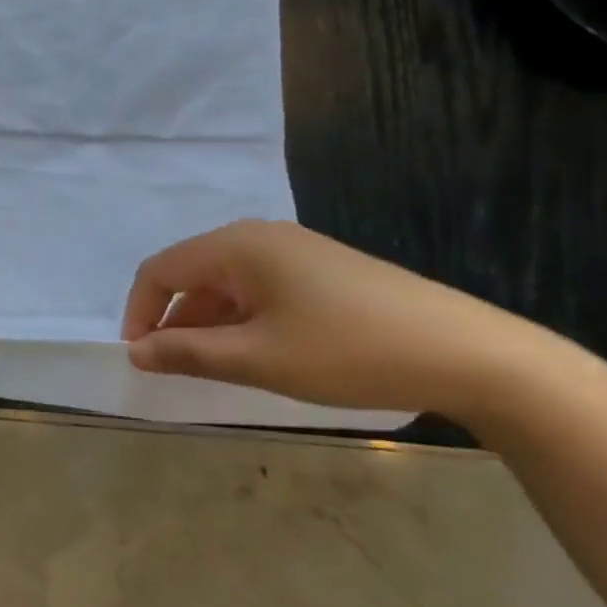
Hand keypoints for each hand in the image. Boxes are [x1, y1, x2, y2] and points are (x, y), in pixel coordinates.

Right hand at [120, 219, 563, 416]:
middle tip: (174, 369)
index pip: (161, 270)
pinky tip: (261, 353)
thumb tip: (136, 351)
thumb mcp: (258, 359)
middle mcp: (261, 237)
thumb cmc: (348, 351)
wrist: (470, 354)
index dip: (139, 312)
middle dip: (174, 320)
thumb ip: (187, 352)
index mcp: (237, 246)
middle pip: (193, 274)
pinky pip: (260, 289)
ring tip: (216, 368)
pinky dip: (243, 320)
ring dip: (209, 323)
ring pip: (227, 284)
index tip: (139, 358)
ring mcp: (296, 251)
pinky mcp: (323, 270)